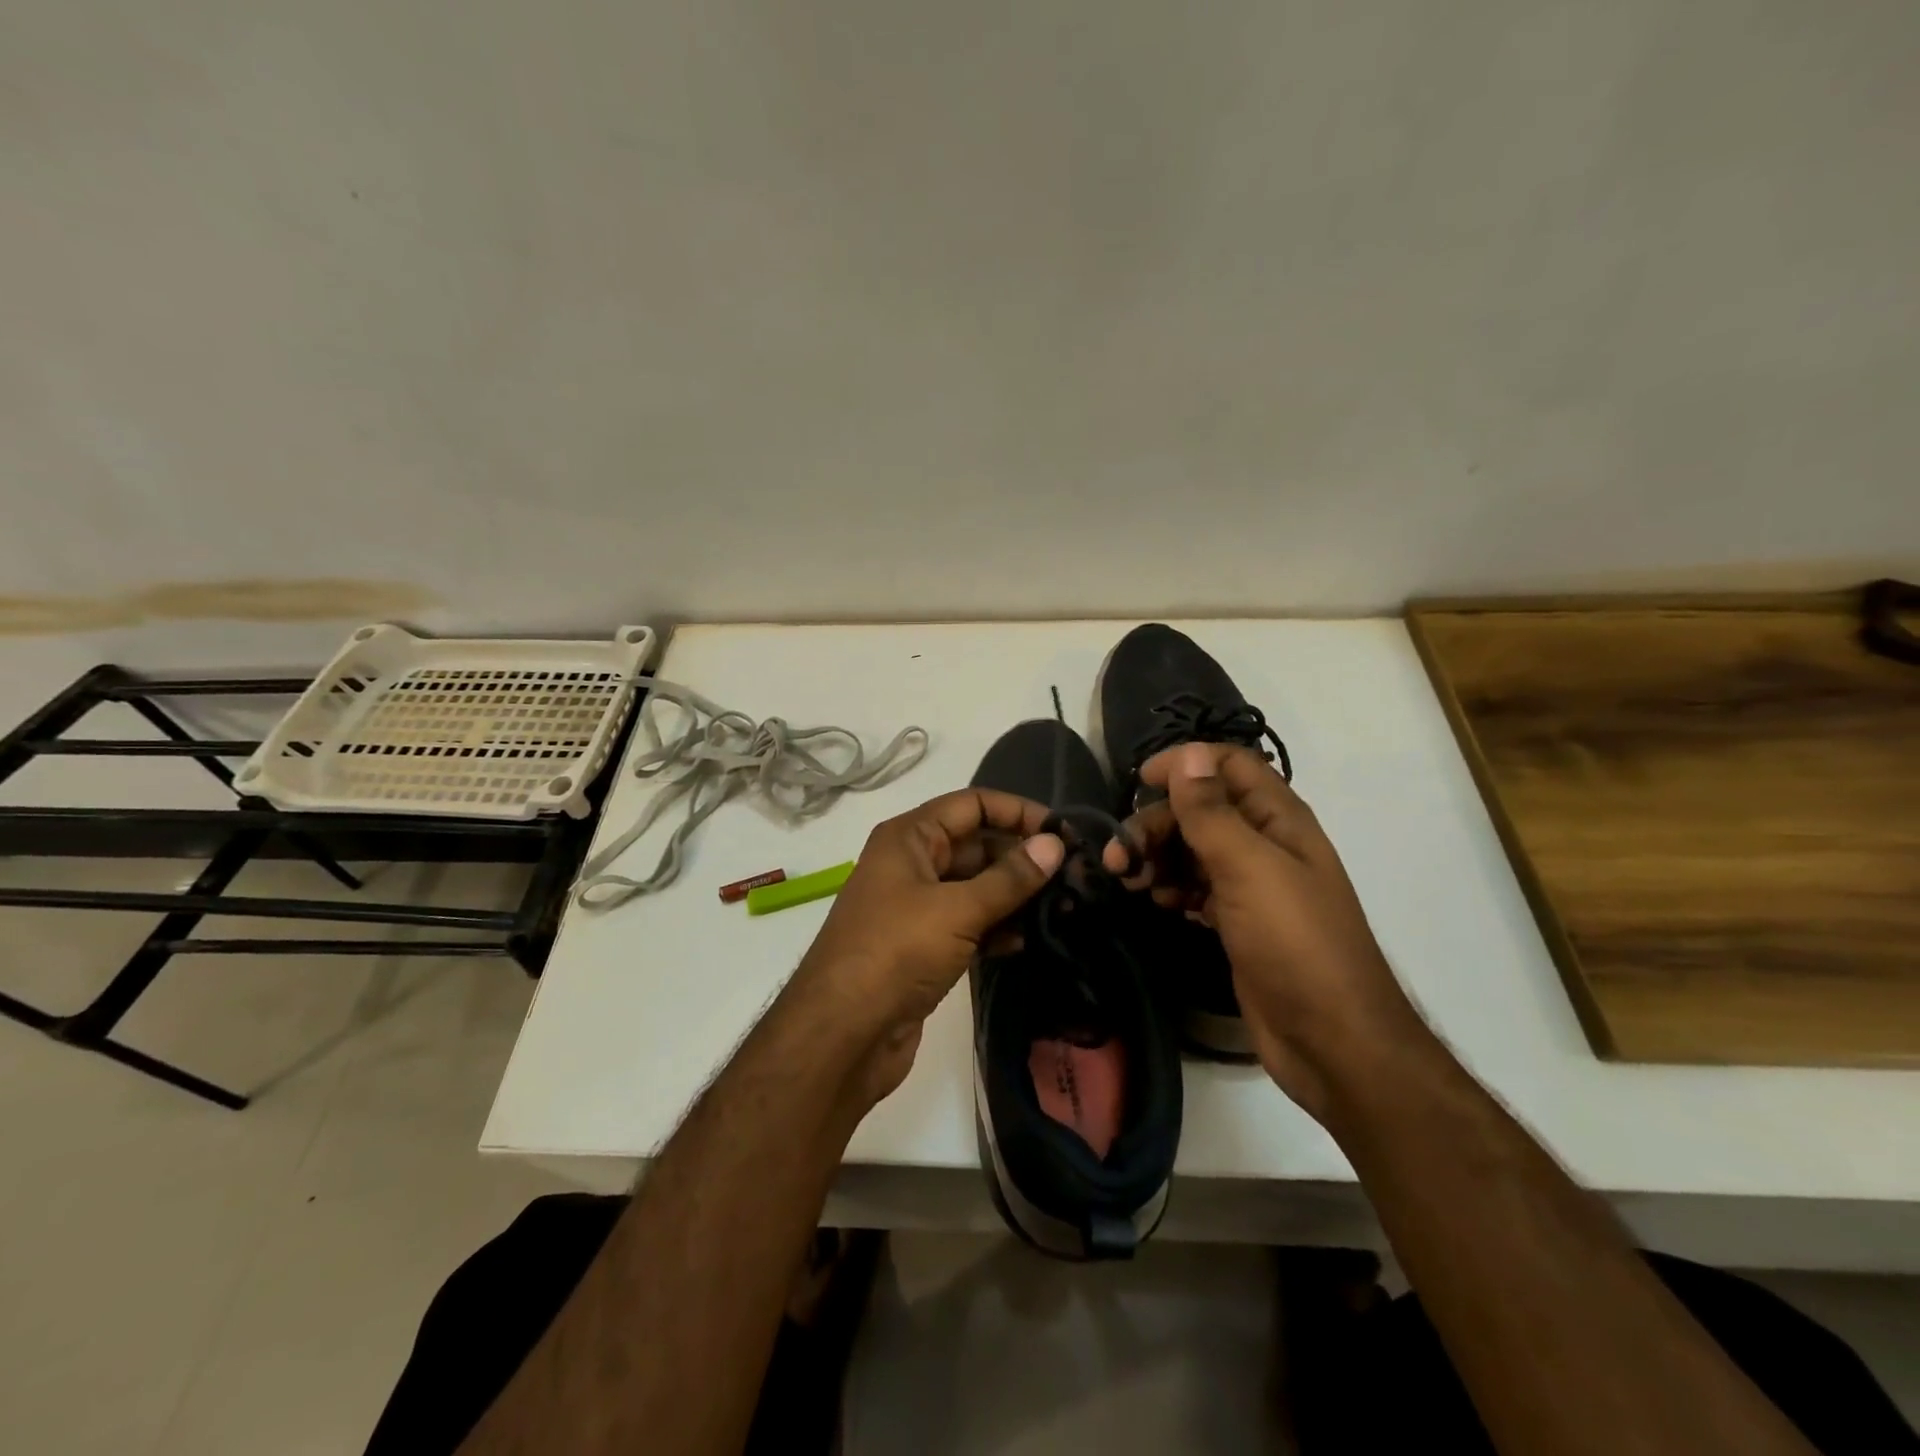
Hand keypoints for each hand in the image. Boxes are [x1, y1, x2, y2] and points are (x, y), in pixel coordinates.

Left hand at [786, 788, 1065, 1108]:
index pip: (971, 805)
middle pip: (976, 845)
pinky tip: (1028, 940)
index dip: (1016, 811)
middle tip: (1074, 875)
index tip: (1063, 832)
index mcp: (909, 837)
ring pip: (975, 887)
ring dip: (1014, 894)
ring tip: (1064, 906)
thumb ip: (1009, 878)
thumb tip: (1054, 844)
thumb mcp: (956, 909)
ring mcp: (917, 907)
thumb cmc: (896, 953)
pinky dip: (996, 928)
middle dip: (1021, 856)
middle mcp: (911, 864)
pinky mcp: (924, 946)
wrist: (843, 1035)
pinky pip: (969, 923)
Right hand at [1105, 742, 1432, 1121]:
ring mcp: (1250, 884)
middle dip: (1156, 823)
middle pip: (1200, 809)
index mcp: (1278, 818)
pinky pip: (1195, 886)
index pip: (1228, 765)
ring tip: (1129, 881)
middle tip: (1119, 856)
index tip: (1139, 781)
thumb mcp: (1248, 868)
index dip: (1185, 763)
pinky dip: (1171, 886)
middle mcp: (1264, 843)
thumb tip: (1187, 755)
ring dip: (1157, 857)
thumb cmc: (1294, 943)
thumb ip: (1212, 812)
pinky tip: (1157, 901)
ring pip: (1192, 849)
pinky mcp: (1236, 920)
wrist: (1331, 1039)